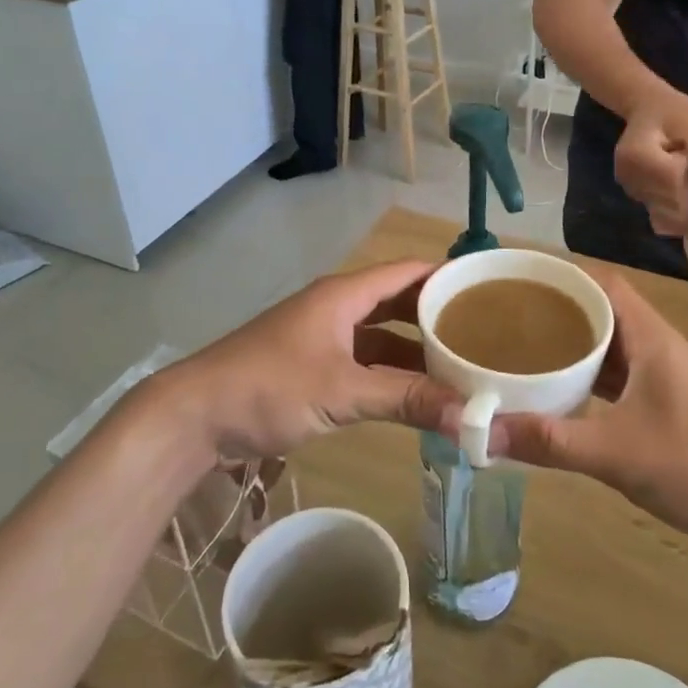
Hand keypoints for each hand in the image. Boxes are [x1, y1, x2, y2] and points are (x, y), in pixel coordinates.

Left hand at [140, 260, 459, 462]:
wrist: (195, 416)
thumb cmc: (268, 387)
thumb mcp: (342, 391)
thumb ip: (406, 399)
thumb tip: (471, 416)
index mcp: (344, 295)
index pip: (408, 272)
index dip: (447, 276)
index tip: (491, 290)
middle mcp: (337, 308)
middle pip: (398, 302)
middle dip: (437, 316)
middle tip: (485, 334)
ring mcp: (323, 337)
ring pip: (382, 335)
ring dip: (415, 349)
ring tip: (461, 365)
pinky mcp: (313, 366)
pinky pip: (364, 361)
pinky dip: (391, 373)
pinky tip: (416, 394)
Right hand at [432, 265, 687, 546]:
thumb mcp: (616, 453)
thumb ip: (550, 441)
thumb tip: (483, 432)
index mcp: (651, 338)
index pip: (604, 283)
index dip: (564, 275)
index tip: (521, 279)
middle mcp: (660, 346)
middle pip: (605, 310)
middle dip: (560, 309)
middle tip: (511, 316)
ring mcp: (669, 376)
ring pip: (614, 345)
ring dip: (577, 343)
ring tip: (528, 347)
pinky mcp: (672, 403)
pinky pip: (623, 374)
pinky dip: (593, 375)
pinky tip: (566, 392)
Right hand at [614, 89, 687, 236]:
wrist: (644, 110)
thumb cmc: (670, 112)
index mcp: (638, 156)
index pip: (674, 185)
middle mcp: (629, 180)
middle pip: (672, 207)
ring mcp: (632, 192)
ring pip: (669, 217)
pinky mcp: (637, 199)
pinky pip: (663, 216)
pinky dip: (679, 211)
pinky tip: (685, 191)